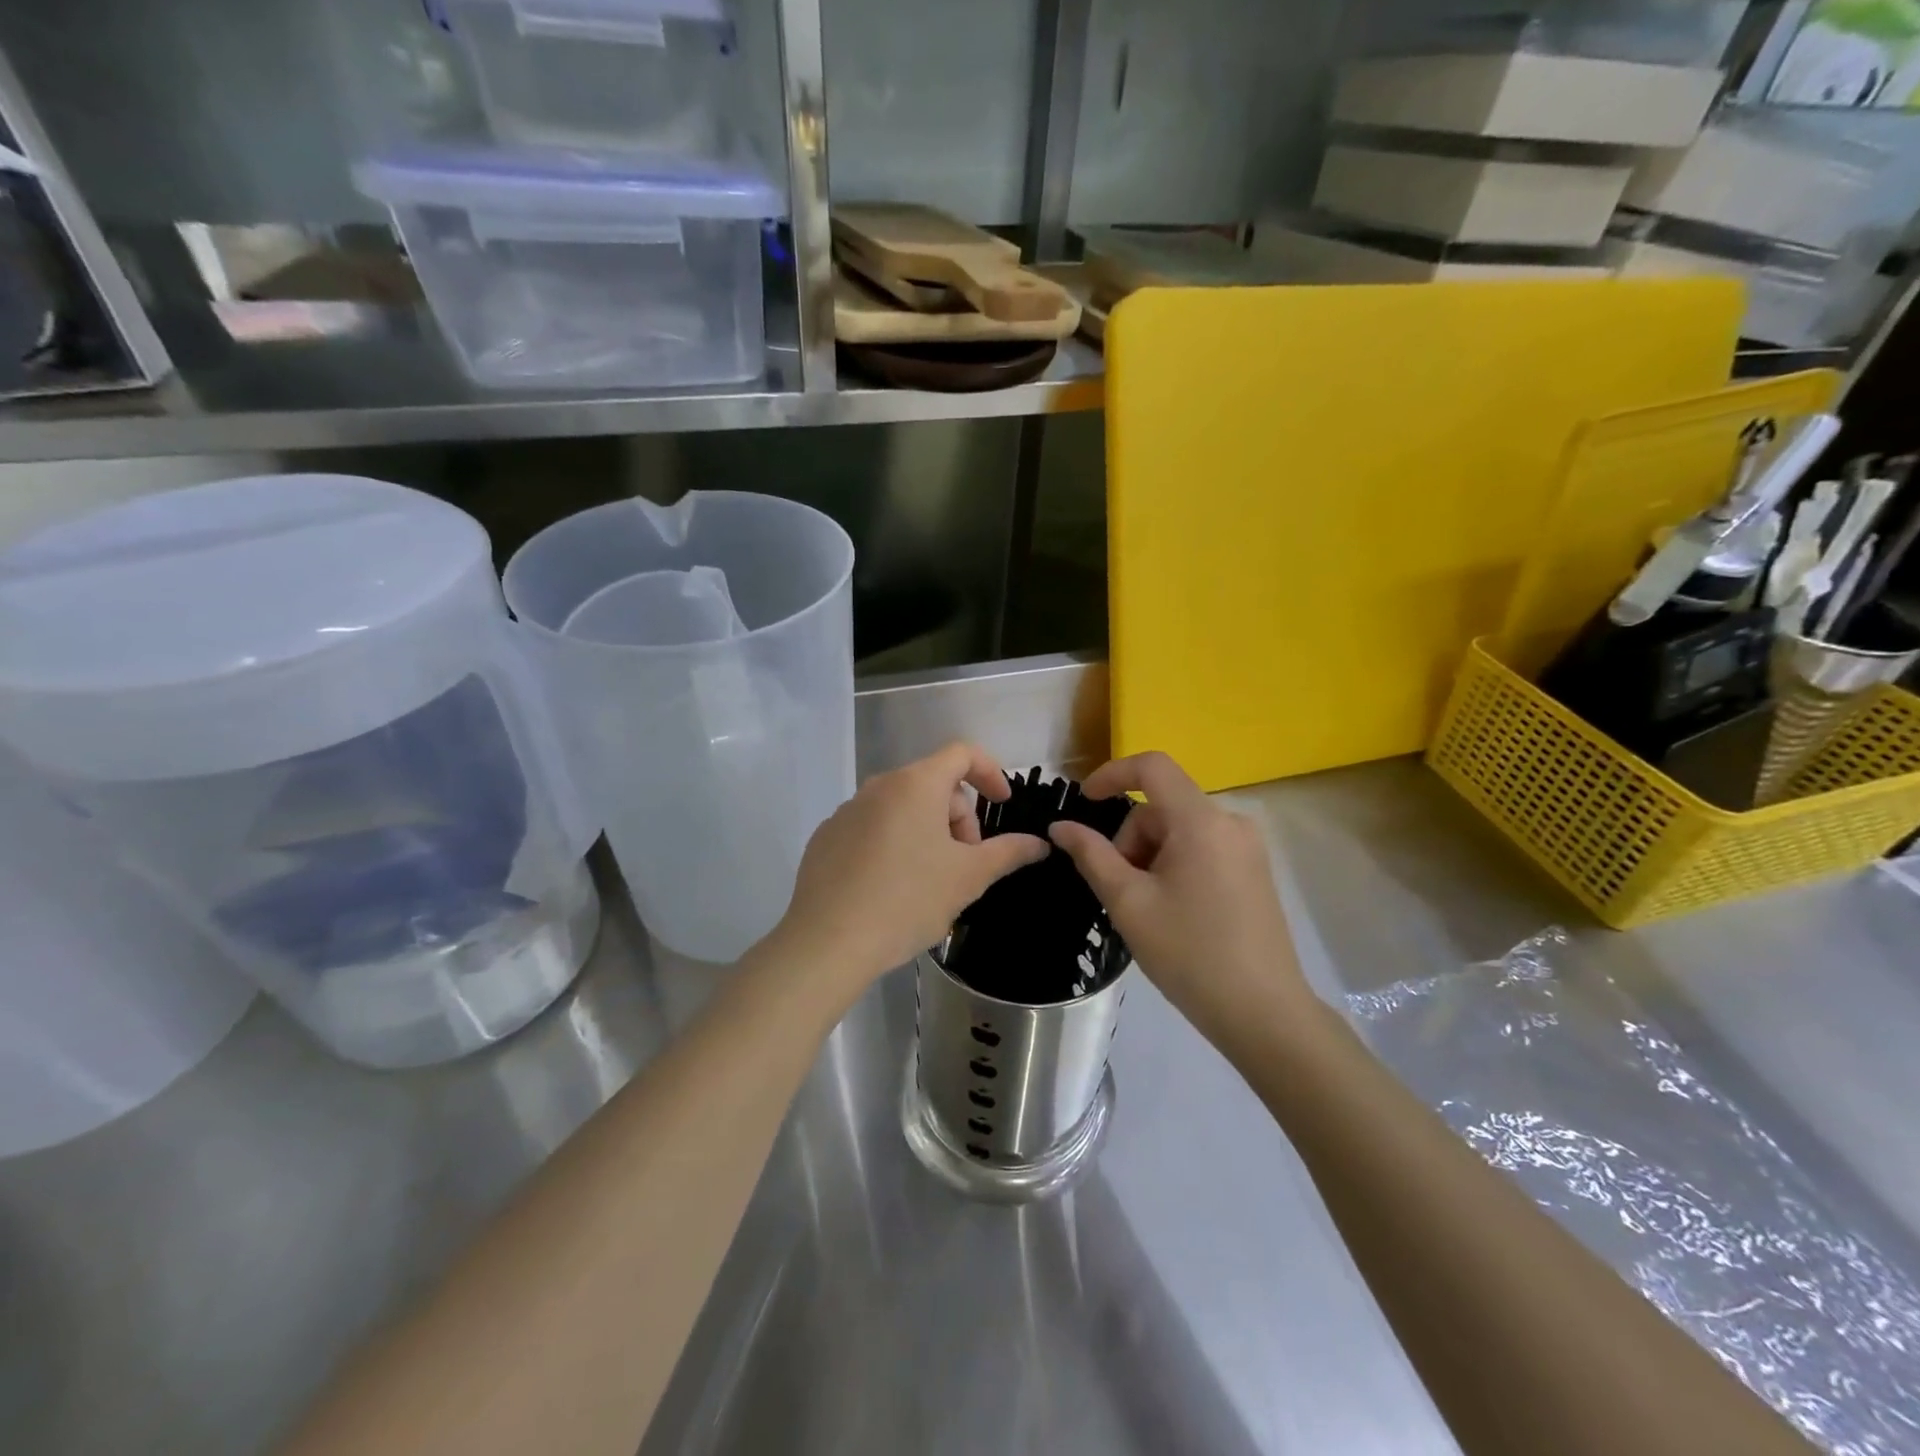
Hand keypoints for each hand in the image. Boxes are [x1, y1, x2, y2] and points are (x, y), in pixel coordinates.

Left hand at [768, 742, 1048, 1001]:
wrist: (828, 942)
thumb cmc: (908, 900)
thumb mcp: (968, 877)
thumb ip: (1008, 852)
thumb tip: (1039, 843)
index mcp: (916, 784)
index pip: (962, 753)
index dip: (990, 772)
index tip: (1002, 804)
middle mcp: (878, 786)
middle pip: (933, 784)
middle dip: (959, 817)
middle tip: (966, 863)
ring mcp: (847, 811)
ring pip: (902, 807)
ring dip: (927, 832)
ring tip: (930, 880)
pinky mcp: (827, 837)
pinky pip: (872, 827)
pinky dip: (893, 844)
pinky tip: (892, 888)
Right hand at [1047, 752, 1314, 1057]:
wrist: (1263, 1013)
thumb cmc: (1189, 954)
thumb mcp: (1129, 903)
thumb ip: (1092, 855)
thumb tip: (1061, 826)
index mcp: (1201, 821)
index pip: (1152, 767)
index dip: (1111, 774)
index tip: (1083, 802)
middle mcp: (1230, 822)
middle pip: (1162, 807)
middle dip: (1131, 839)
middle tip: (1121, 891)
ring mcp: (1247, 846)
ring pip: (1179, 830)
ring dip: (1151, 856)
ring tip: (1148, 909)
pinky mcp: (1254, 869)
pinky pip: (1202, 847)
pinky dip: (1175, 864)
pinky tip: (1174, 911)